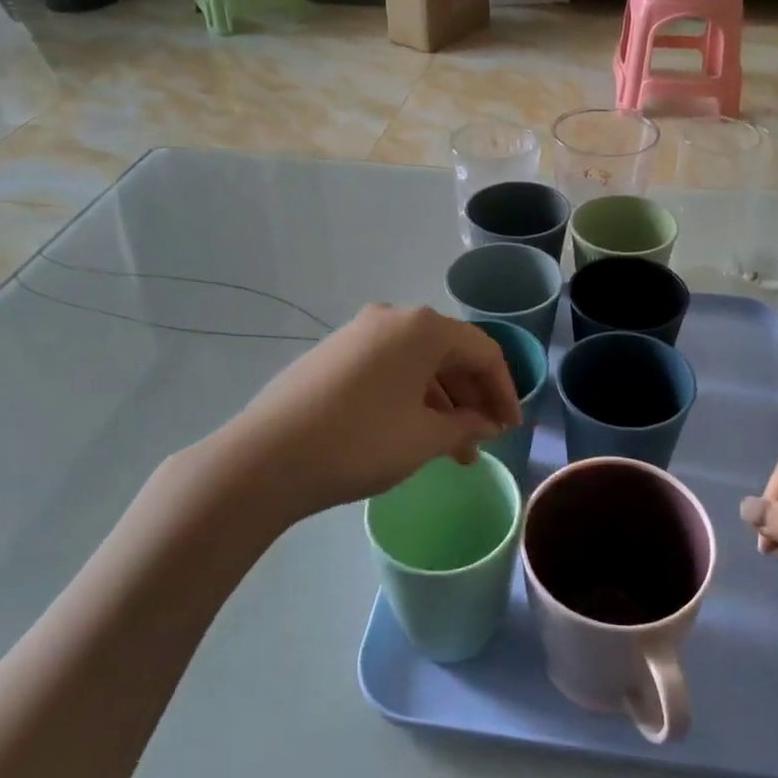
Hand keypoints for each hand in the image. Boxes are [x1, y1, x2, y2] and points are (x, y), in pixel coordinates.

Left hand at [209, 305, 520, 522]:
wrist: (265, 458)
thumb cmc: (360, 442)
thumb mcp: (425, 438)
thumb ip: (466, 426)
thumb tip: (485, 423)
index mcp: (422, 328)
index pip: (483, 351)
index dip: (504, 391)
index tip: (512, 429)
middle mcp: (392, 318)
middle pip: (450, 353)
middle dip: (473, 398)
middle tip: (484, 440)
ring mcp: (358, 333)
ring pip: (418, 363)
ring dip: (442, 402)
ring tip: (451, 449)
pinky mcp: (333, 354)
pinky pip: (389, 368)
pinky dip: (411, 396)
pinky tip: (412, 431)